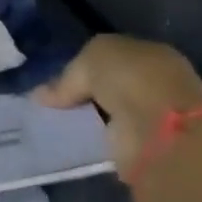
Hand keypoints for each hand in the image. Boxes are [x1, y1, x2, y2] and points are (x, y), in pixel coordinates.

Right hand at [33, 35, 201, 174]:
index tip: (57, 81)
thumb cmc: (131, 79)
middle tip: (52, 104)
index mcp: (150, 54)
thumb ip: (67, 77)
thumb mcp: (91, 59)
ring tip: (55, 124)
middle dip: (85, 93)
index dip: (85, 66)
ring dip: (89, 119)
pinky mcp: (145, 147)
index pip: (113, 57)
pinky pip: (111, 138)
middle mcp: (156, 82)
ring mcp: (154, 116)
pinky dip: (94, 140)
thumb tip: (40, 95)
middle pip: (111, 85)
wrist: (161, 129)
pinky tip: (72, 141)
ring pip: (110, 113)